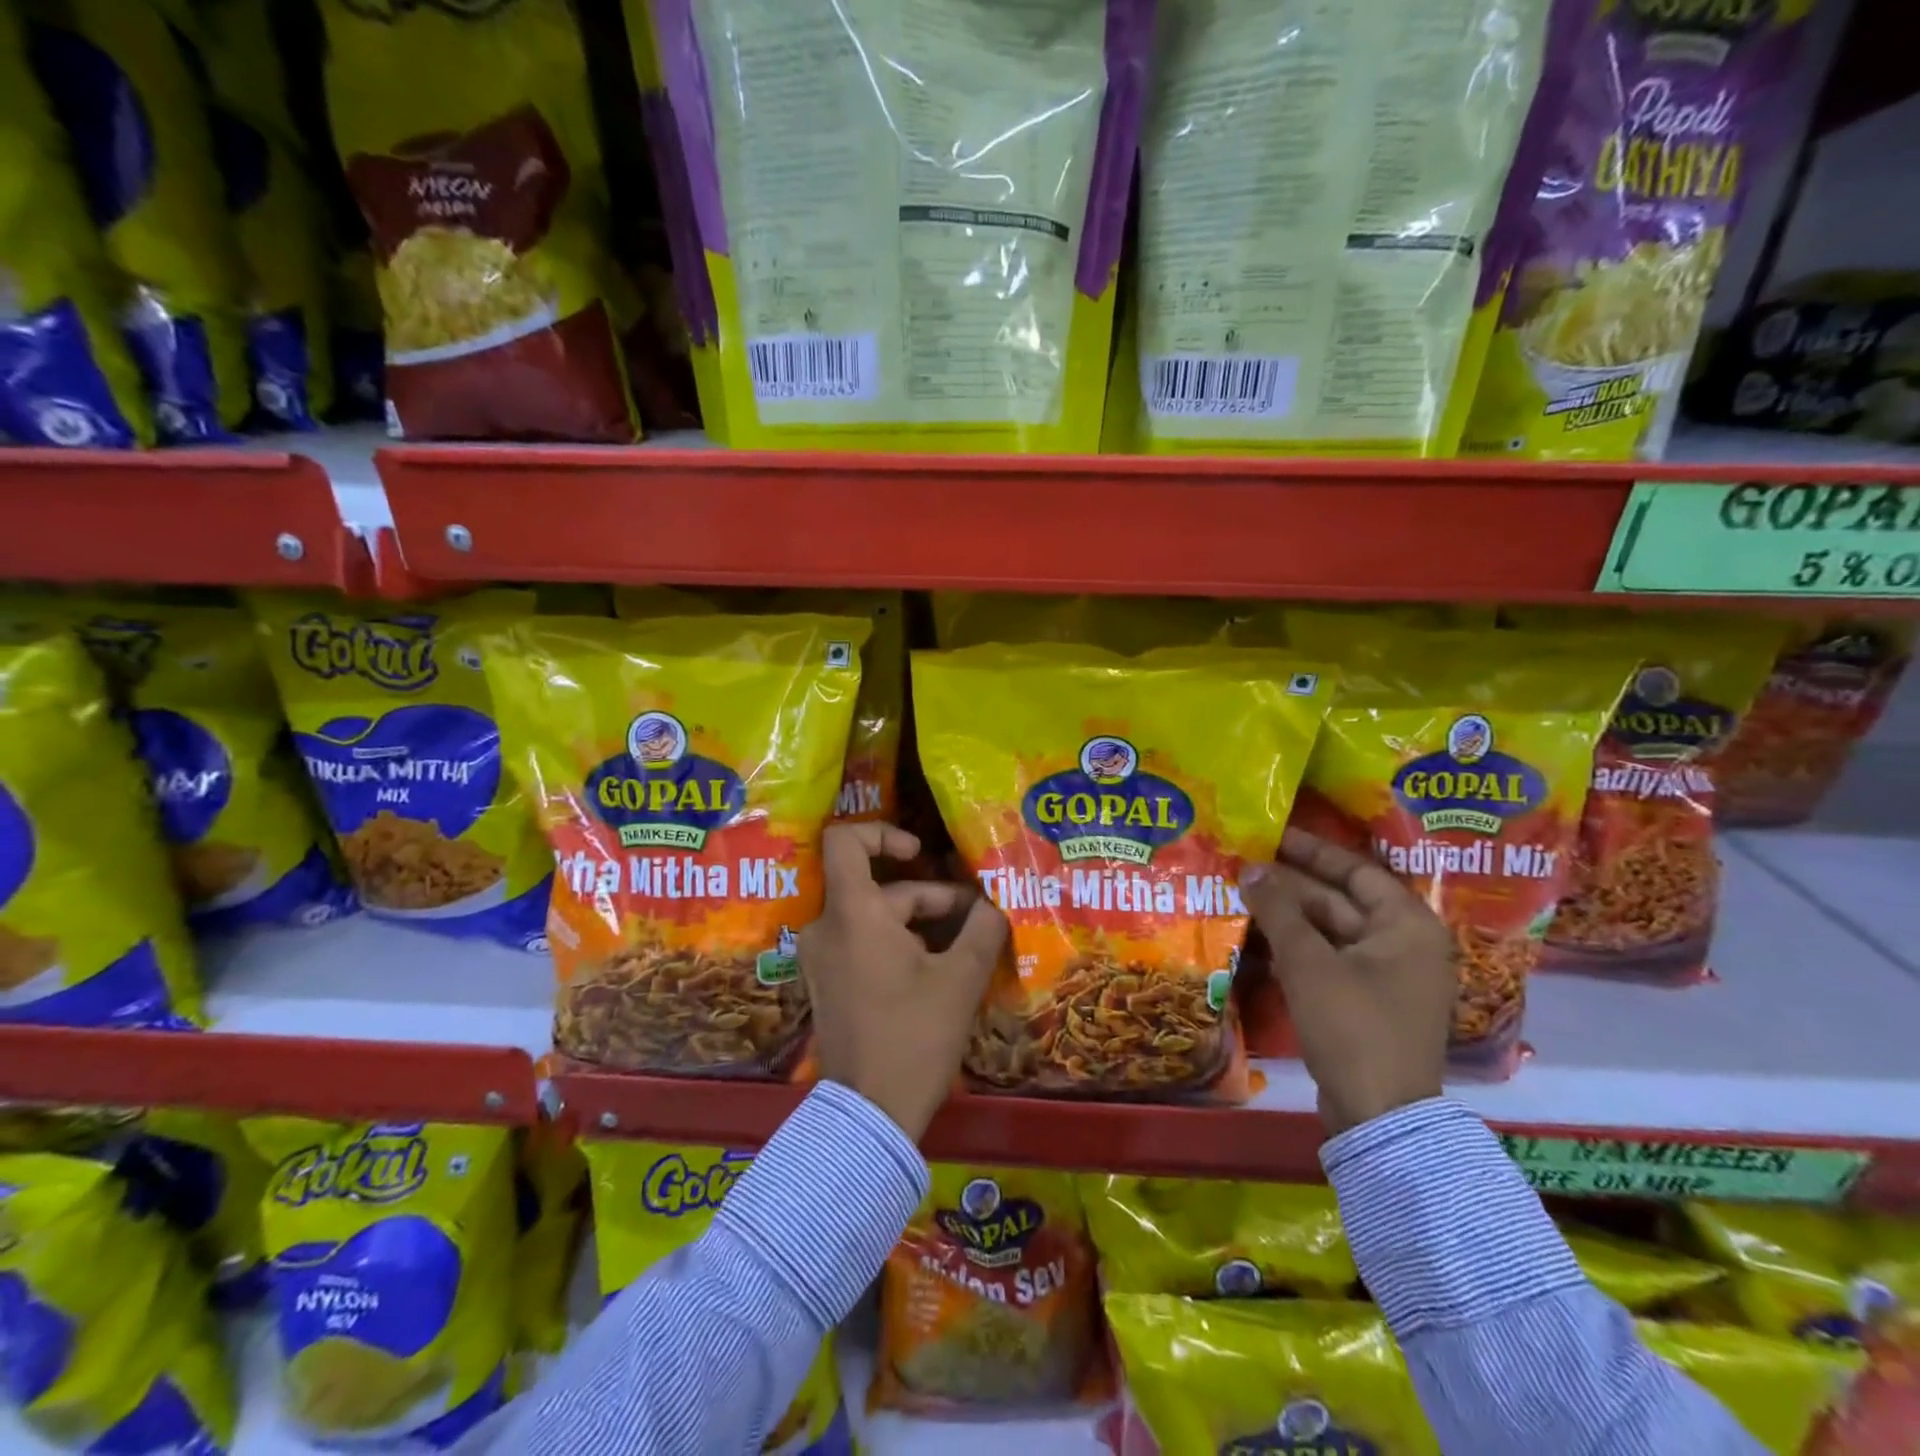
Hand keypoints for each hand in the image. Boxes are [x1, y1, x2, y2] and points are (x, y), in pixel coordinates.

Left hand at [800, 822, 1008, 1140]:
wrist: (869, 1114)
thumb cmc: (914, 1036)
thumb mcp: (960, 979)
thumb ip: (983, 929)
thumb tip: (995, 902)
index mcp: (852, 913)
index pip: (844, 840)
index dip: (883, 833)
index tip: (920, 854)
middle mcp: (826, 926)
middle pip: (877, 885)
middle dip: (929, 895)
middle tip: (975, 916)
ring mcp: (822, 956)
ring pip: (874, 915)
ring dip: (919, 921)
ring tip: (967, 943)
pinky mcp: (828, 981)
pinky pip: (862, 941)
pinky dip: (898, 942)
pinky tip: (939, 967)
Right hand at [1240, 828, 1455, 1135]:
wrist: (1379, 1116)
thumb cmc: (1352, 1026)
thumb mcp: (1309, 962)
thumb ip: (1279, 910)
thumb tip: (1252, 868)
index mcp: (1406, 926)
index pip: (1356, 871)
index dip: (1313, 851)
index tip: (1273, 834)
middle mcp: (1403, 945)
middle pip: (1340, 900)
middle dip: (1292, 884)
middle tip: (1245, 864)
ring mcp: (1385, 977)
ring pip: (1330, 932)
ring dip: (1288, 916)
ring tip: (1242, 895)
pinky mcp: (1365, 1003)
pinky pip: (1328, 960)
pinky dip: (1296, 947)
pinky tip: (1257, 937)